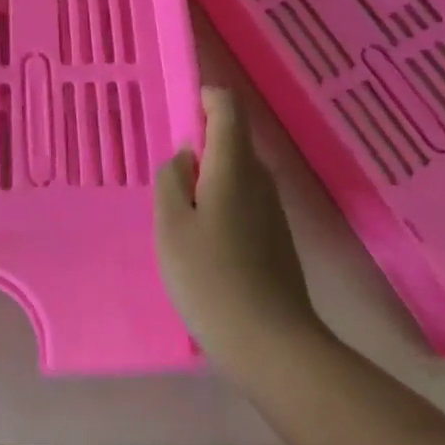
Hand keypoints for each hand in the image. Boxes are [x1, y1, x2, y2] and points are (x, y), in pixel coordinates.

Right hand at [155, 88, 324, 375]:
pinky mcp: (277, 238)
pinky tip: (204, 243)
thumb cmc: (211, 277)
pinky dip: (222, 205)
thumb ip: (171, 179)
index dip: (204, 98)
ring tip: (180, 215)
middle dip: (200, 146)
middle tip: (167, 177)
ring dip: (209, 180)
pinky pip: (245, 201)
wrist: (273, 346)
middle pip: (232, 140)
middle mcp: (260, 178)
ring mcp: (273, 210)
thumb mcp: (171, 224)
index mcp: (233, 165)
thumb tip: (185, 157)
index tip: (179, 113)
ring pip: (237, 174)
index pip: (227, 107)